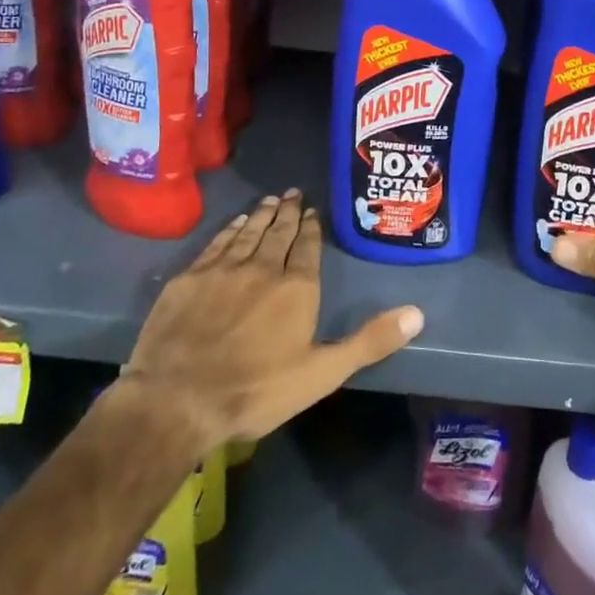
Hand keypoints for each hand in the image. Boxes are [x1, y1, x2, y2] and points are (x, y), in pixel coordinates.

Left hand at [118, 191, 423, 452]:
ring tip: (270, 200)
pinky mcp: (189, 278)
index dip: (311, 227)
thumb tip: (418, 314)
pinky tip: (235, 223)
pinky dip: (229, 230)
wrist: (176, 400)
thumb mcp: (322, 373)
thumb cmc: (256, 390)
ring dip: (262, 215)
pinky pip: (216, 244)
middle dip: (288, 212)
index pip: (307, 246)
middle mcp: (263, 267)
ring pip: (248, 232)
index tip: (312, 210)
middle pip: (279, 232)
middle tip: (293, 193)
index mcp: (297, 287)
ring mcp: (223, 270)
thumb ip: (369, 341)